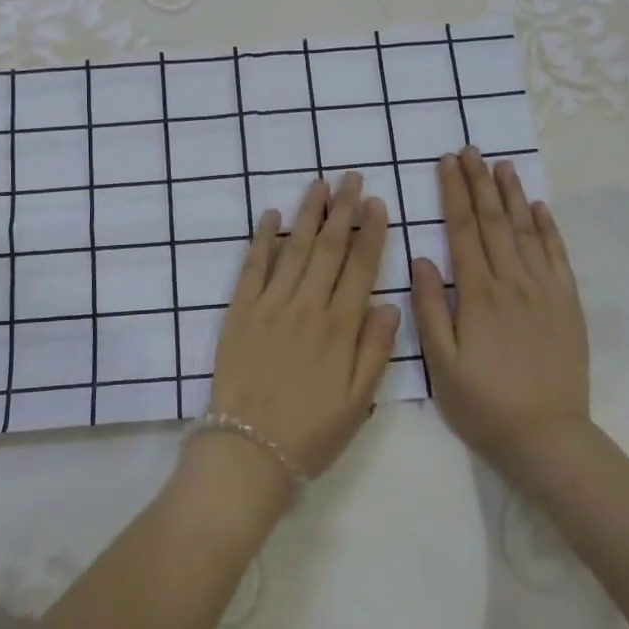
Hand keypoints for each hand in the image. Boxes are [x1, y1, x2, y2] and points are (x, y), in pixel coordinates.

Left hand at [206, 172, 400, 488]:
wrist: (247, 451)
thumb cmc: (310, 432)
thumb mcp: (357, 402)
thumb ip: (375, 350)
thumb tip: (389, 304)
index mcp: (339, 329)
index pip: (360, 268)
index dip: (370, 232)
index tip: (376, 203)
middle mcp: (306, 307)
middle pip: (328, 248)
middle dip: (342, 209)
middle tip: (351, 177)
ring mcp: (269, 306)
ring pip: (293, 249)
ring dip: (308, 213)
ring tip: (319, 184)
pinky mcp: (239, 311)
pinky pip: (252, 267)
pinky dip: (262, 239)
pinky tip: (272, 215)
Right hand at [411, 148, 591, 482]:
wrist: (548, 437)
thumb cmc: (483, 403)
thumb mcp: (441, 363)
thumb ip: (429, 308)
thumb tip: (421, 259)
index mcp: (478, 294)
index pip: (462, 230)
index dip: (453, 193)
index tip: (446, 163)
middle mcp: (513, 282)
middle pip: (494, 220)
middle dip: (479, 182)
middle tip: (471, 150)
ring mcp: (545, 291)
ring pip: (527, 230)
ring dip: (513, 195)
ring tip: (502, 164)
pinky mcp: (568, 305)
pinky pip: (558, 256)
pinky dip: (549, 228)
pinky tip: (540, 207)